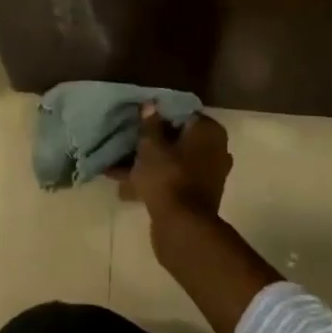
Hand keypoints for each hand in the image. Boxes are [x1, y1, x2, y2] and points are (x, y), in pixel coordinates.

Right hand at [118, 108, 274, 332]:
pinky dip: (153, 181)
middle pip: (178, 138)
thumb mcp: (151, 145)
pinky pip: (172, 180)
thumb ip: (150, 124)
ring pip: (173, 161)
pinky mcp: (197, 196)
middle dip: (151, 142)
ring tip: (116, 167)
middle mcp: (215, 150)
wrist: (182, 227)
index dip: (158, 115)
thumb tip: (150, 105)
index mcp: (209, 131)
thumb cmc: (168, 177)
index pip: (182, 113)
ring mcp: (208, 175)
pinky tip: (124, 187)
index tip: (137, 118)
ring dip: (148, 164)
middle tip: (126, 141)